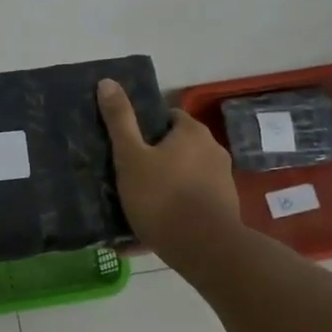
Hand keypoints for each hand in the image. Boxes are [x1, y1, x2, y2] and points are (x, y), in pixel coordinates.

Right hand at [98, 79, 240, 266]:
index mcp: (192, 133)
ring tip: (135, 206)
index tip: (127, 146)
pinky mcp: (224, 209)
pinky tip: (149, 232)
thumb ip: (119, 120)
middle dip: (154, 160)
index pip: (168, 117)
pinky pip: (191, 204)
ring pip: (184, 178)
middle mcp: (213, 151)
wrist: (204, 249)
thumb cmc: (162, 196)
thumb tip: (107, 81)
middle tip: (126, 176)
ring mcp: (222, 182)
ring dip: (163, 188)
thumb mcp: (130, 156)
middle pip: (177, 148)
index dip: (146, 129)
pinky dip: (173, 211)